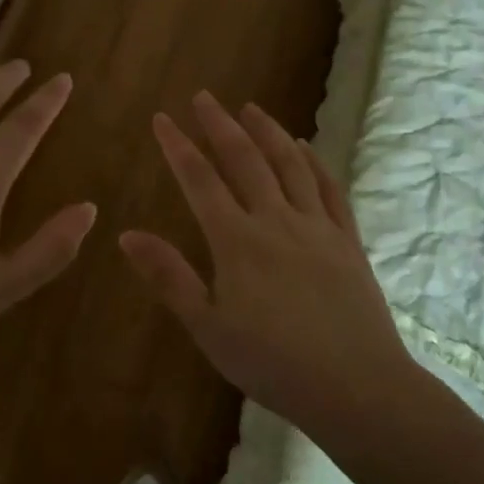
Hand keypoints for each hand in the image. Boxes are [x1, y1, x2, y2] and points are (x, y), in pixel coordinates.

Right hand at [120, 93, 413, 435]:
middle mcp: (276, 220)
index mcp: (237, 240)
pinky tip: (305, 148)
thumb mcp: (208, 327)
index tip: (162, 118)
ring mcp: (317, 226)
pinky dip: (314, 162)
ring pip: (290, 165)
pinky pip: (330, 189)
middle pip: (245, 160)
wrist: (356, 386)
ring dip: (268, 132)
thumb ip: (169, 277)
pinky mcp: (348, 240)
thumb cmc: (272, 363)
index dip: (178, 147)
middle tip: (203, 97)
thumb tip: (127, 235)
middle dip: (220, 125)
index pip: (201, 180)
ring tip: (251, 108)